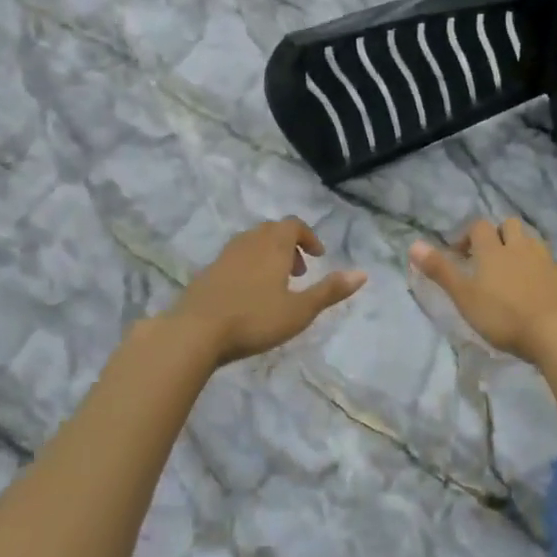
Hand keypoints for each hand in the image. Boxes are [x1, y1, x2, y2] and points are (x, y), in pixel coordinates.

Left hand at [167, 218, 366, 364]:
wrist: (194, 332)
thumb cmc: (254, 319)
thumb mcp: (300, 310)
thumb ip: (330, 291)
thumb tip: (363, 273)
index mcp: (274, 245)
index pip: (294, 224)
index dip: (309, 237)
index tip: (317, 257)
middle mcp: (249, 242)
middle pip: (272, 230)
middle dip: (290, 245)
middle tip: (299, 272)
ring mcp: (225, 256)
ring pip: (252, 243)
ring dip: (269, 255)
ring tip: (275, 284)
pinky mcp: (207, 272)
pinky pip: (235, 258)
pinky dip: (249, 266)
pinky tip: (248, 296)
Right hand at [409, 218, 556, 365]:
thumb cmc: (504, 316)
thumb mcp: (464, 296)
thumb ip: (440, 270)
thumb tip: (414, 244)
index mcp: (494, 250)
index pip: (479, 226)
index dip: (468, 235)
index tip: (460, 254)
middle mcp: (521, 248)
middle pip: (511, 225)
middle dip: (499, 235)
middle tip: (489, 258)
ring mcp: (547, 261)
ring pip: (534, 242)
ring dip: (523, 249)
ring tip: (515, 271)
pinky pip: (555, 265)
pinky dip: (546, 270)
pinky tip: (542, 287)